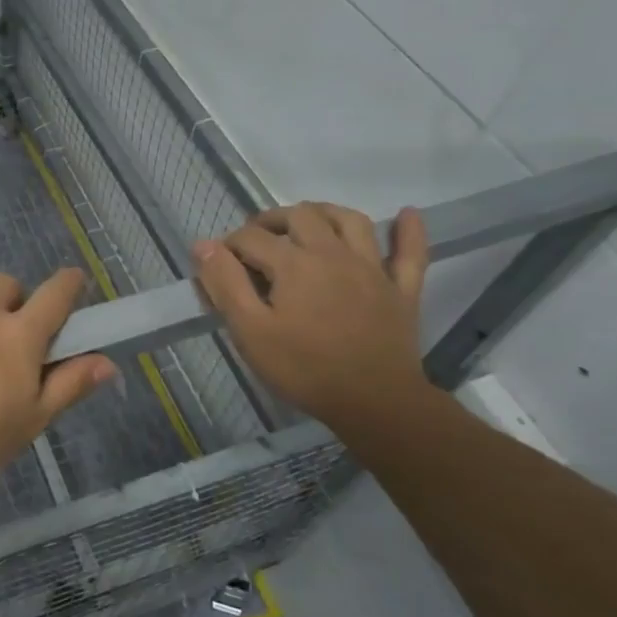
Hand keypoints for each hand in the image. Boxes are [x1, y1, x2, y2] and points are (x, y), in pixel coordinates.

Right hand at [192, 202, 431, 425]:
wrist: (375, 403)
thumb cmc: (304, 369)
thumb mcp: (250, 331)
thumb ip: (225, 284)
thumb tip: (205, 245)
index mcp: (293, 263)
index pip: (251, 238)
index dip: (229, 245)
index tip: (219, 265)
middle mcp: (332, 253)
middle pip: (300, 216)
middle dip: (271, 220)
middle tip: (256, 239)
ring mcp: (372, 268)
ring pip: (350, 221)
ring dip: (325, 212)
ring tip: (307, 221)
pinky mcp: (401, 289)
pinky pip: (411, 252)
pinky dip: (410, 231)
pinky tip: (407, 214)